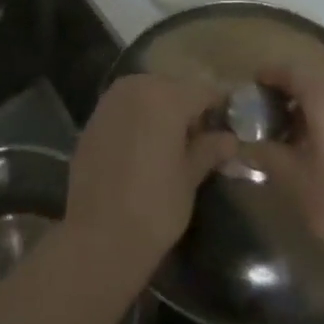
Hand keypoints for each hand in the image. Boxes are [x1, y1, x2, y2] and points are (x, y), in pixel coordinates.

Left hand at [65, 74, 236, 283]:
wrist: (98, 236)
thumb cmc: (155, 206)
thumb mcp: (189, 178)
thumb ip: (209, 150)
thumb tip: (230, 139)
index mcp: (165, 96)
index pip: (203, 91)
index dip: (219, 107)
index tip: (230, 126)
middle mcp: (136, 87)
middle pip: (173, 88)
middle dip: (188, 108)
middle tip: (202, 139)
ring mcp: (110, 101)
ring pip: (147, 94)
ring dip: (162, 111)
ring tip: (173, 145)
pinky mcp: (93, 119)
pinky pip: (125, 108)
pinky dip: (139, 120)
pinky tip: (144, 149)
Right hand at [246, 62, 323, 288]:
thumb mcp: (295, 181)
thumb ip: (265, 155)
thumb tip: (240, 145)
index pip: (291, 69)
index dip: (268, 75)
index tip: (250, 91)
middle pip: (315, 73)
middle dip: (289, 85)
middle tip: (268, 108)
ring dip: (312, 98)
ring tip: (291, 128)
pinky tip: (320, 143)